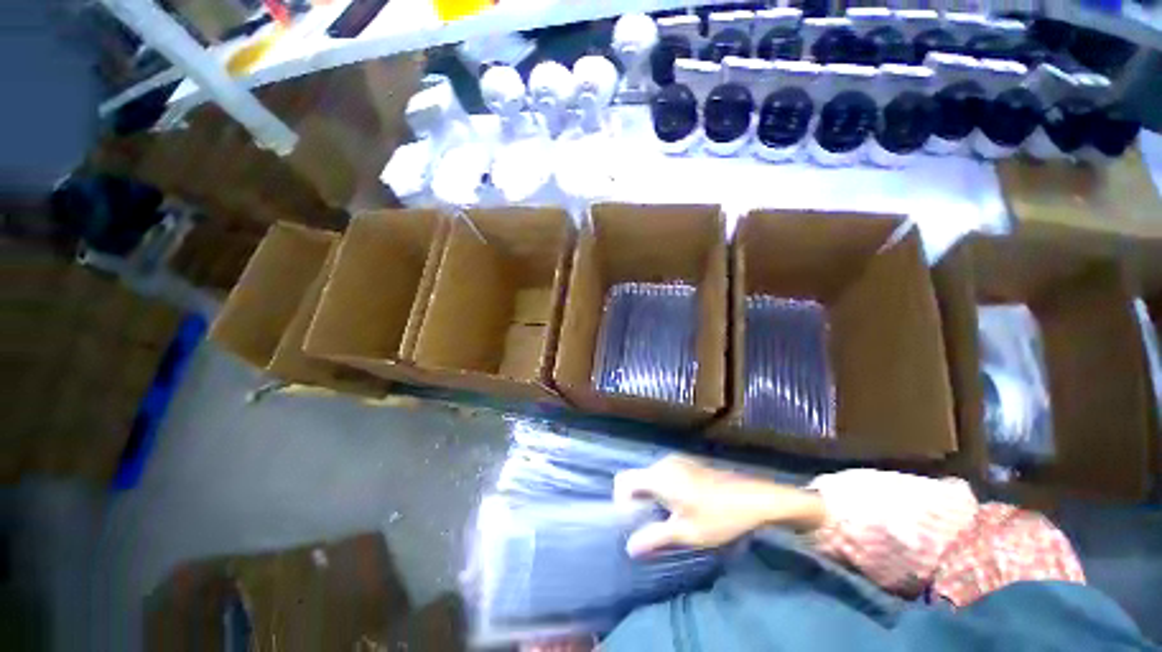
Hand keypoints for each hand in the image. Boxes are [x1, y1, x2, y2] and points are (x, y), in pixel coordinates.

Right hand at [614, 457, 826, 556]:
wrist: (763, 501)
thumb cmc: (721, 517)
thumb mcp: (685, 534)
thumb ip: (652, 539)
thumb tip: (629, 548)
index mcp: (661, 476)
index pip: (622, 483)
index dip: (622, 506)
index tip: (638, 526)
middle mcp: (669, 464)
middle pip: (637, 482)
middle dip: (638, 507)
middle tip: (652, 530)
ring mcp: (685, 464)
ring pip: (654, 483)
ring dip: (655, 504)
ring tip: (670, 526)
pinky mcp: (698, 469)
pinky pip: (669, 481)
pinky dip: (669, 497)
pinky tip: (686, 516)